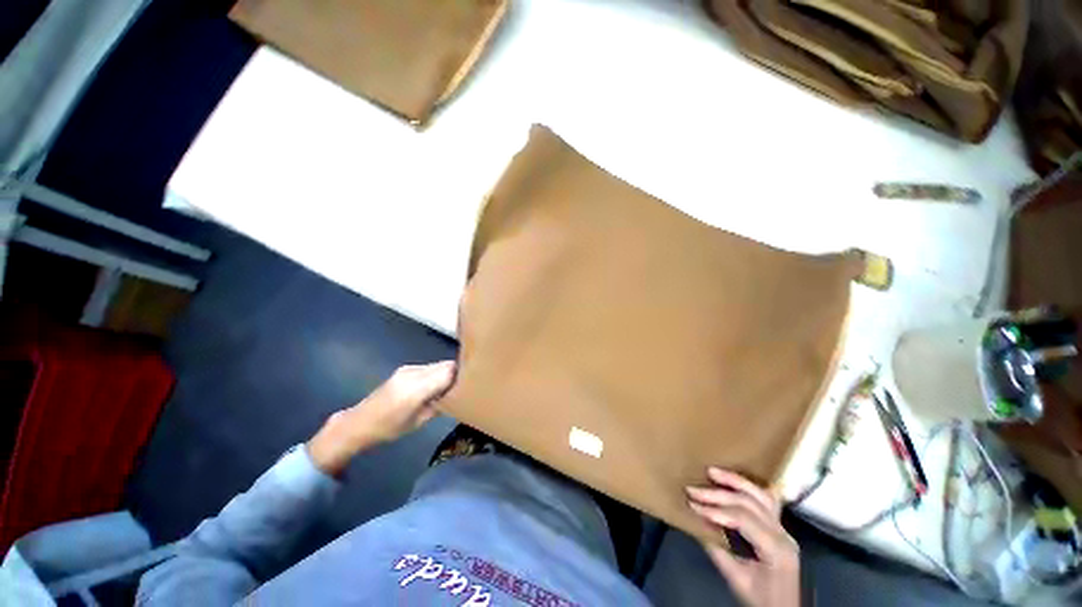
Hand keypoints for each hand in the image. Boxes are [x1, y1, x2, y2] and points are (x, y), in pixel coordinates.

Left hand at [307, 361, 455, 474]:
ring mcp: (408, 369)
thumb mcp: (419, 422)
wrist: (358, 422)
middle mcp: (413, 373)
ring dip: (446, 373)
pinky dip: (436, 373)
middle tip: (464, 386)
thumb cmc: (389, 428)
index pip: (448, 371)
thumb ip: (439, 405)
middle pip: (445, 364)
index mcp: (416, 388)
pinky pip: (429, 367)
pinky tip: (435, 386)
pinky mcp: (405, 369)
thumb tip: (457, 395)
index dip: (462, 375)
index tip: (470, 384)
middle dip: (457, 372)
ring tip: (450, 387)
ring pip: (438, 364)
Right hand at [687, 468, 799, 606]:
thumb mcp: (737, 579)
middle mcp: (783, 534)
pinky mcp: (779, 527)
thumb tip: (696, 522)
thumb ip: (718, 550)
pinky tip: (735, 479)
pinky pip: (766, 500)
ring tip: (712, 471)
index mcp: (775, 549)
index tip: (692, 504)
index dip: (716, 509)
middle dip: (719, 493)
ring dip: (735, 481)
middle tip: (693, 488)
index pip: (743, 519)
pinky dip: (749, 487)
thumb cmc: (761, 599)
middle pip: (750, 503)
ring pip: (761, 495)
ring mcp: (783, 528)